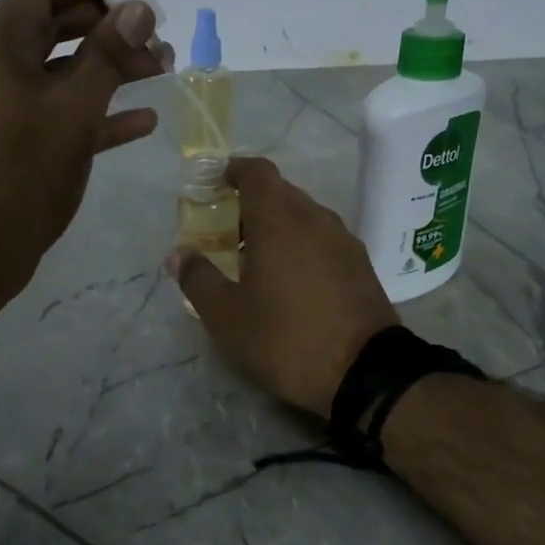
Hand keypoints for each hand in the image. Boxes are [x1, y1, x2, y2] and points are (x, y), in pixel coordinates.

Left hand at [0, 0, 172, 297]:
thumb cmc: (22, 169)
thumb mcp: (73, 108)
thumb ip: (107, 55)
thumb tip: (138, 8)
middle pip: (57, 29)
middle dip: (108, 26)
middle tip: (157, 33)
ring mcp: (8, 108)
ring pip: (65, 73)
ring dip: (111, 67)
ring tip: (162, 68)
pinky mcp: (20, 144)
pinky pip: (64, 114)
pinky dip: (100, 111)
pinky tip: (143, 118)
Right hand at [170, 157, 397, 417]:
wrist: (365, 372)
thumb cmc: (286, 338)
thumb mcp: (227, 316)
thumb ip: (198, 279)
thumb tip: (178, 254)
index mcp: (279, 219)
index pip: (256, 172)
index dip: (233, 171)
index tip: (214, 185)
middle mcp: (315, 218)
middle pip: (280, 193)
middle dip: (251, 204)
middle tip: (226, 232)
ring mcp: (343, 240)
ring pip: (304, 216)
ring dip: (278, 226)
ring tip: (256, 259)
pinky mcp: (361, 264)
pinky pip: (323, 239)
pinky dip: (301, 245)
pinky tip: (291, 280)